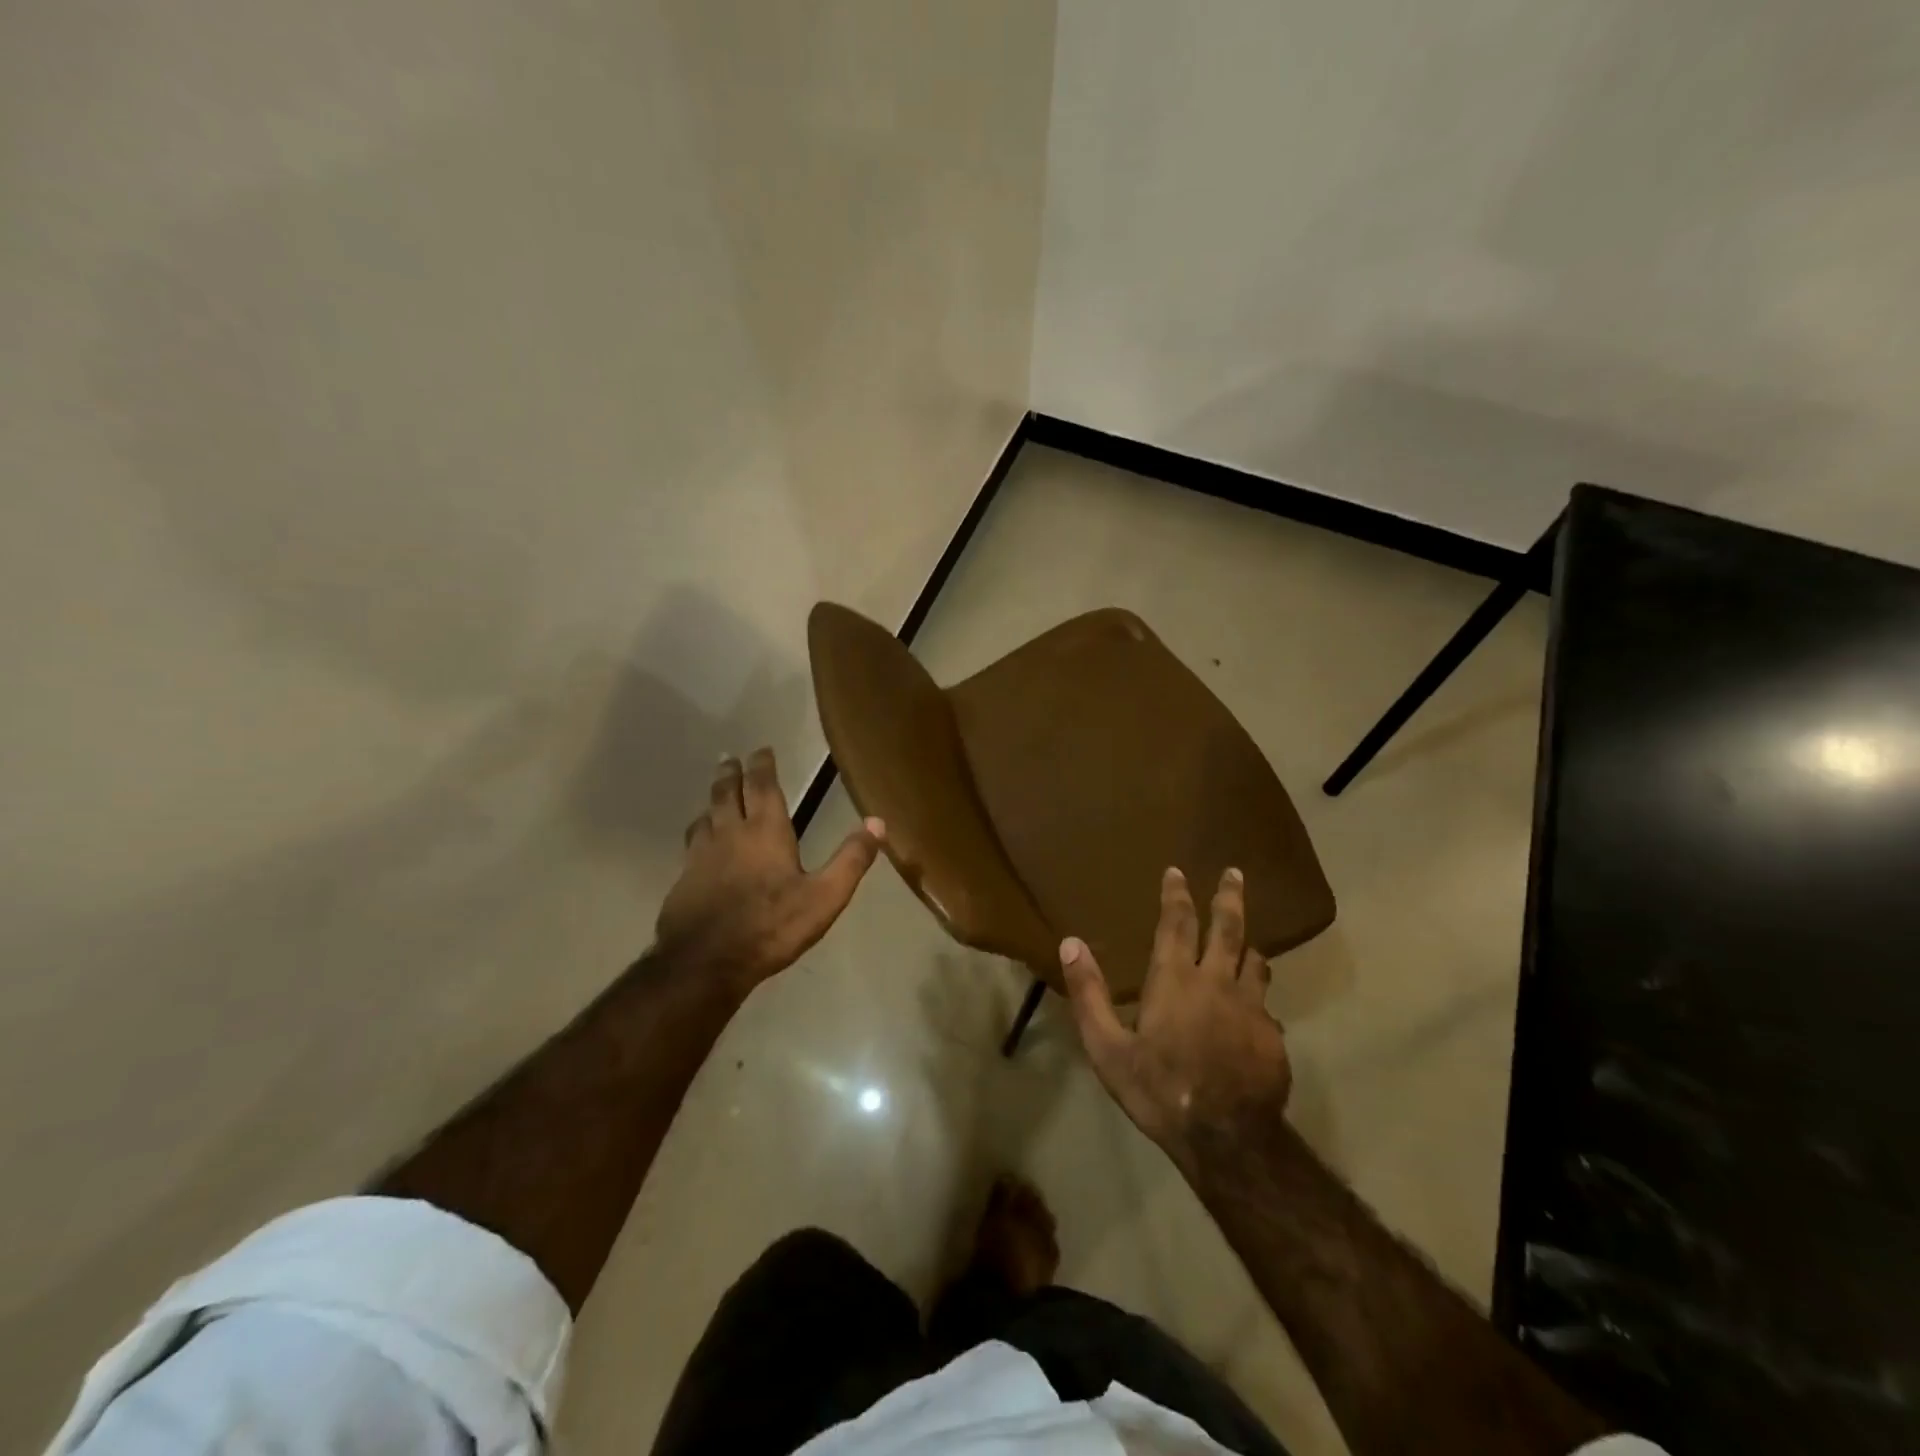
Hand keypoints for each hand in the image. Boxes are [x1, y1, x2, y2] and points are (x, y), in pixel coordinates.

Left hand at [656, 748, 884, 994]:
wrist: (705, 962)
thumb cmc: (771, 926)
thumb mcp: (824, 897)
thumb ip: (851, 859)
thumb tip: (878, 822)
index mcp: (766, 831)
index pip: (762, 786)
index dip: (762, 765)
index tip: (762, 749)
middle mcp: (730, 833)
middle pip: (726, 792)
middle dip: (731, 773)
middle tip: (730, 758)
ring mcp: (701, 855)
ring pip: (705, 815)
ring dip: (712, 799)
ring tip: (716, 794)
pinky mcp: (684, 878)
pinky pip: (692, 843)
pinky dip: (699, 831)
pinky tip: (700, 843)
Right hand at [1061, 867, 1290, 1168]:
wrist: (1228, 1141)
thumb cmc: (1159, 1090)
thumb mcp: (1107, 1048)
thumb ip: (1088, 994)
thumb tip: (1070, 943)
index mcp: (1176, 980)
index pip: (1176, 923)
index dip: (1176, 895)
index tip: (1177, 871)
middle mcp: (1217, 982)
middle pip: (1228, 928)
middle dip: (1229, 897)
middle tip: (1235, 872)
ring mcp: (1251, 1008)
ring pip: (1256, 961)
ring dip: (1249, 945)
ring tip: (1248, 939)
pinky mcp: (1273, 1036)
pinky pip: (1265, 1004)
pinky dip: (1257, 996)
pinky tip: (1255, 1011)